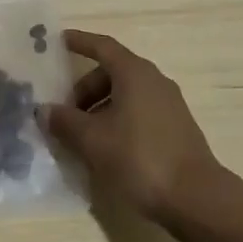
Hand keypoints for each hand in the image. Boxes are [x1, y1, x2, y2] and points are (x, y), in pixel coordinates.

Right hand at [40, 30, 228, 233]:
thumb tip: (44, 110)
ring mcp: (169, 105)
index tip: (58, 41)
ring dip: (100, 109)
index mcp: (134, 72)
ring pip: (126, 95)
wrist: (198, 200)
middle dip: (84, 89)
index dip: (79, 42)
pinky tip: (107, 150)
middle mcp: (153, 80)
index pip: (101, 46)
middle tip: (65, 113)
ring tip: (82, 137)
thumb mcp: (94, 141)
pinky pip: (139, 113)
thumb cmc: (141, 159)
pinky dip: (118, 121)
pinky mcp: (176, 129)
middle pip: (111, 72)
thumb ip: (65, 122)